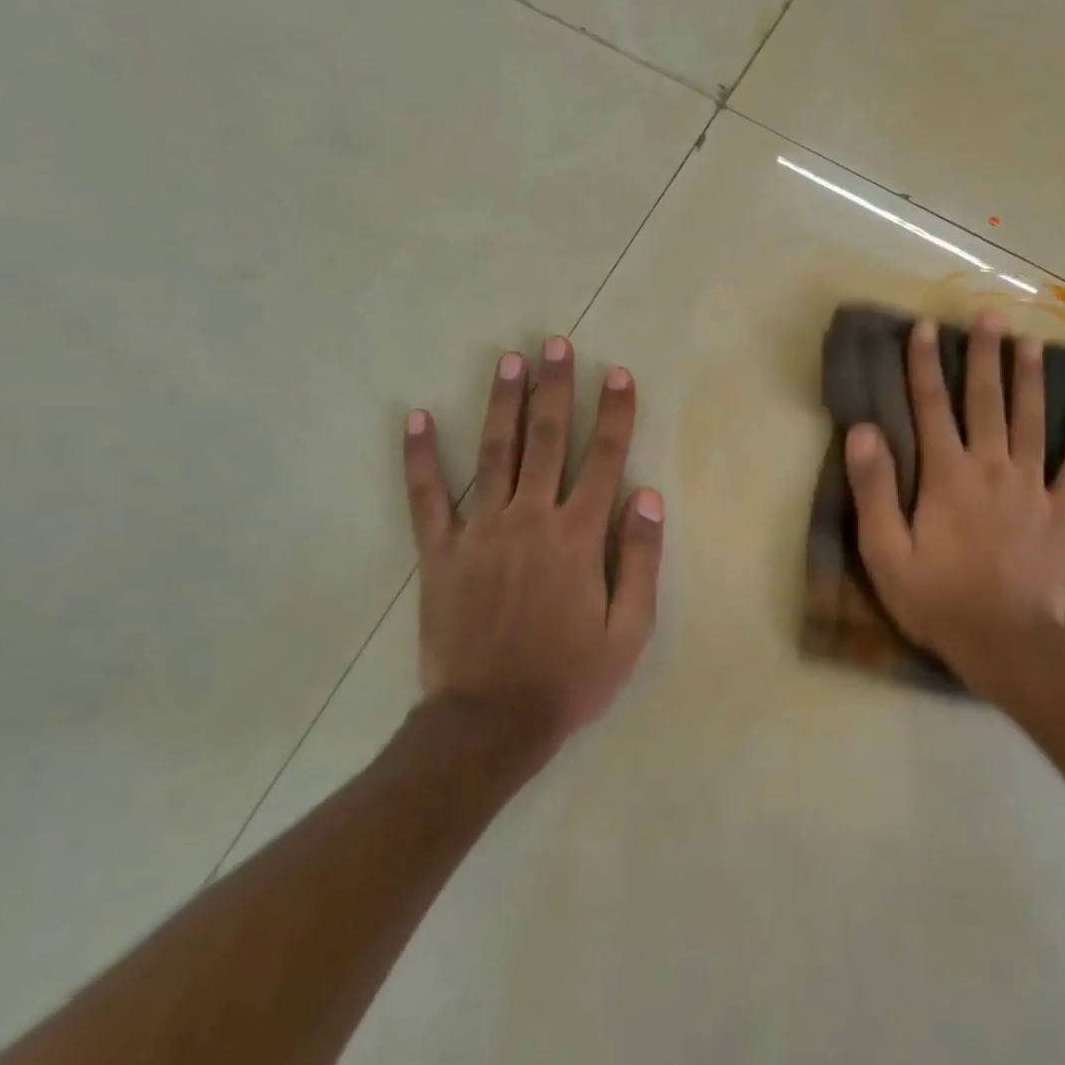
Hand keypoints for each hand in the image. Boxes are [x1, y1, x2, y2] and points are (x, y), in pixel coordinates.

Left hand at [401, 335, 663, 750]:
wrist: (492, 720)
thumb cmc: (571, 677)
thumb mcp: (630, 630)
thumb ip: (641, 559)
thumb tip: (648, 496)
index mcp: (578, 538)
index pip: (603, 460)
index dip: (614, 414)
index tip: (617, 374)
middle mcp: (530, 520)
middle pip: (546, 441)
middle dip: (554, 389)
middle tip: (555, 344)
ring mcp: (480, 532)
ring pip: (494, 454)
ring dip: (502, 404)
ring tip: (508, 360)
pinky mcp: (440, 553)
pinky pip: (428, 497)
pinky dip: (421, 458)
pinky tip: (416, 419)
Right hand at [843, 311, 1064, 698]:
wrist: (1004, 642)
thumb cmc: (936, 599)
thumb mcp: (885, 551)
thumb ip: (874, 489)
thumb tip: (863, 430)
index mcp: (946, 475)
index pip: (931, 408)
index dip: (926, 366)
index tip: (926, 328)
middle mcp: (991, 468)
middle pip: (987, 402)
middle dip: (985, 357)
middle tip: (989, 316)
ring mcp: (1032, 488)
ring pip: (1032, 422)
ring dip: (1031, 381)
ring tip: (1032, 343)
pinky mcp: (1061, 514)